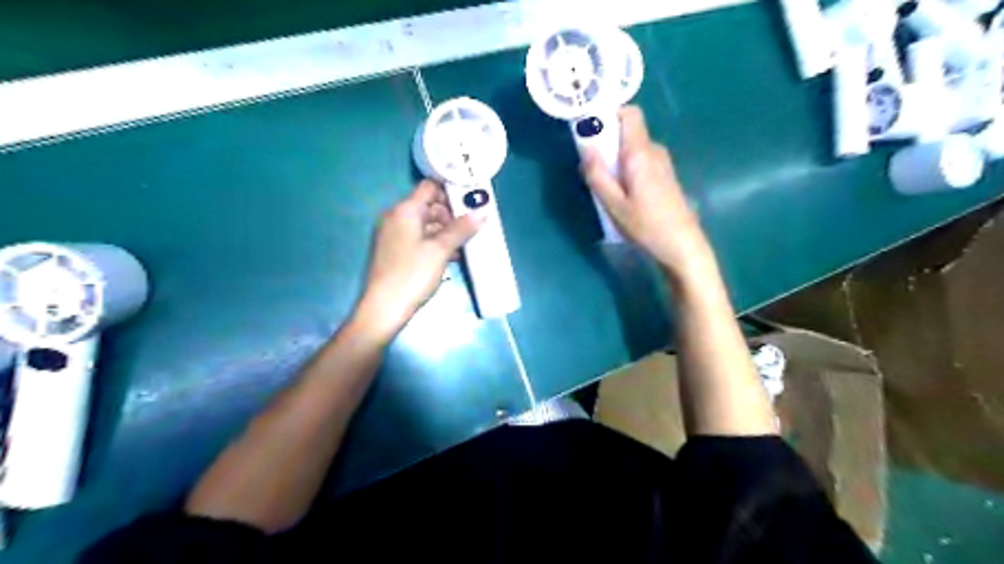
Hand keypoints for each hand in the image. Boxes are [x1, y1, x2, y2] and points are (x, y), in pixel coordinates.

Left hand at [352, 183, 481, 335]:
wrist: (384, 308)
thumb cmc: (412, 274)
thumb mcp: (441, 250)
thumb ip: (461, 229)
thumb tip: (482, 211)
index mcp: (404, 210)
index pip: (430, 187)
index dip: (451, 191)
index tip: (472, 203)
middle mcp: (396, 217)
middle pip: (428, 206)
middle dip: (451, 214)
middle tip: (472, 227)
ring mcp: (394, 235)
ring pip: (425, 224)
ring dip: (445, 231)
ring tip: (466, 244)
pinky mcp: (395, 251)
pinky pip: (418, 238)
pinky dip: (434, 243)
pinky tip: (451, 256)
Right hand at [582, 106, 712, 279]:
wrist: (682, 245)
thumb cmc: (646, 225)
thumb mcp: (614, 204)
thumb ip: (597, 175)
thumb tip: (585, 149)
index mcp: (640, 153)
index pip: (630, 114)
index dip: (610, 114)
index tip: (591, 130)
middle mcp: (654, 151)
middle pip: (627, 132)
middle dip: (606, 143)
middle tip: (592, 168)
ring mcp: (662, 163)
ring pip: (632, 149)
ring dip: (615, 159)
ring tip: (605, 186)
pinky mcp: (664, 176)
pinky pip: (640, 161)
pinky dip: (626, 168)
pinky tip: (622, 194)